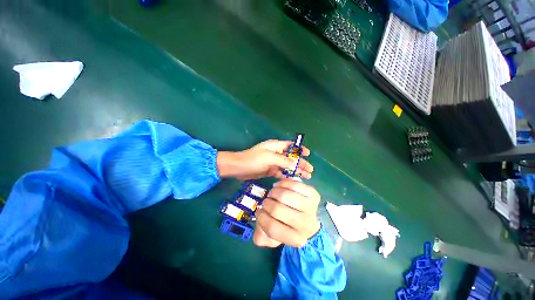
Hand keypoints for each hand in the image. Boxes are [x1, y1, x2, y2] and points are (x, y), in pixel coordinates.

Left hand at [217, 140, 312, 180]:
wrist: (238, 168)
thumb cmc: (253, 159)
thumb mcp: (269, 158)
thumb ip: (283, 161)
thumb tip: (296, 164)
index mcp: (275, 146)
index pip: (290, 146)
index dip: (300, 149)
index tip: (309, 154)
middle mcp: (276, 153)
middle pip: (291, 157)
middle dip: (301, 163)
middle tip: (311, 170)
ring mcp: (273, 162)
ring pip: (288, 166)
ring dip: (297, 170)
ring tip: (307, 176)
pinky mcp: (270, 170)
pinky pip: (282, 173)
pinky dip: (288, 176)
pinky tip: (295, 180)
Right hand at [254, 180, 320, 247]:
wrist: (309, 221)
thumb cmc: (288, 227)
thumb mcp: (273, 238)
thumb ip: (261, 236)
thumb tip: (258, 223)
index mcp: (295, 239)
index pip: (271, 228)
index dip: (261, 217)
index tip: (259, 212)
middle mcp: (305, 225)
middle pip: (276, 209)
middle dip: (266, 203)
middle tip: (267, 202)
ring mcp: (310, 208)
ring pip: (284, 195)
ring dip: (273, 192)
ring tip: (273, 194)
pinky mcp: (313, 194)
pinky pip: (294, 185)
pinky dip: (282, 183)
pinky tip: (280, 187)